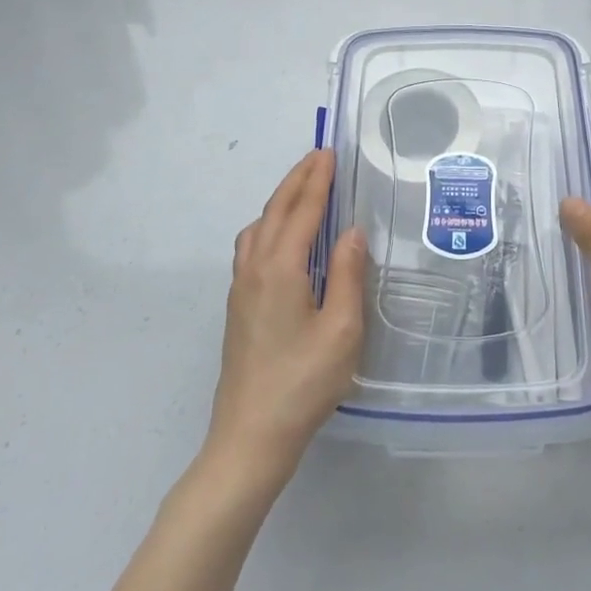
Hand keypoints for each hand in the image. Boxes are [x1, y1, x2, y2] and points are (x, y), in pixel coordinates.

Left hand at [206, 150, 367, 487]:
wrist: (250, 437)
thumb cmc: (303, 383)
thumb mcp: (341, 329)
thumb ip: (347, 273)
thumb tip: (352, 230)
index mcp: (281, 267)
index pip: (303, 210)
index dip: (318, 179)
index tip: (330, 153)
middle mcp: (255, 268)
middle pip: (276, 210)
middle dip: (298, 180)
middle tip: (319, 157)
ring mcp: (241, 287)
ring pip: (258, 226)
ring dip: (281, 200)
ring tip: (303, 189)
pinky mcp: (238, 305)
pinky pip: (251, 245)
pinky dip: (268, 224)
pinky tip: (281, 237)